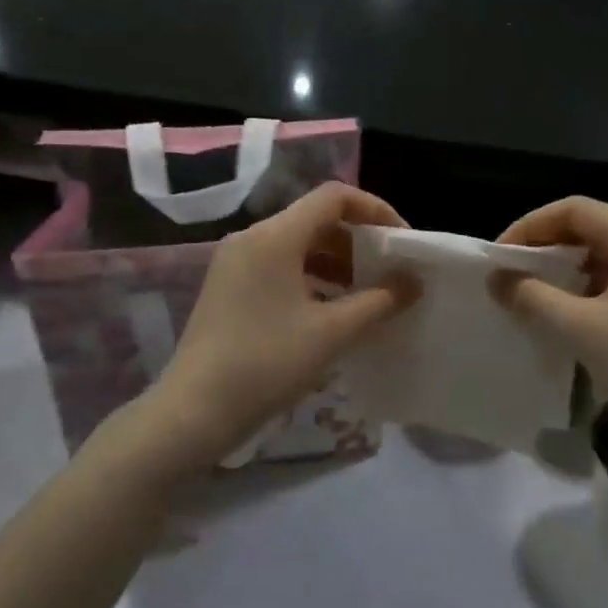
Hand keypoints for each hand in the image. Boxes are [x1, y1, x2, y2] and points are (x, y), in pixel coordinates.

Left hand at [140, 184, 416, 474]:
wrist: (194, 411)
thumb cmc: (266, 363)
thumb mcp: (331, 333)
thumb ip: (379, 301)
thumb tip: (413, 282)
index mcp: (274, 236)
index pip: (334, 197)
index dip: (375, 210)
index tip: (401, 242)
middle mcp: (252, 238)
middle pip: (316, 219)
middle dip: (358, 241)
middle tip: (389, 272)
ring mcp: (236, 263)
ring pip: (297, 246)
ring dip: (336, 262)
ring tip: (366, 295)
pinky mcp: (229, 288)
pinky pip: (279, 267)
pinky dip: (311, 279)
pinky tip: (331, 311)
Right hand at [492, 197, 607, 439]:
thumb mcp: (579, 329)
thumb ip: (531, 297)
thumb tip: (497, 279)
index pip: (575, 209)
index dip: (531, 226)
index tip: (501, 256)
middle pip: (594, 227)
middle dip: (549, 246)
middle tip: (515, 274)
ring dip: (571, 268)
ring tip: (539, 294)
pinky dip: (595, 286)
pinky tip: (576, 314)